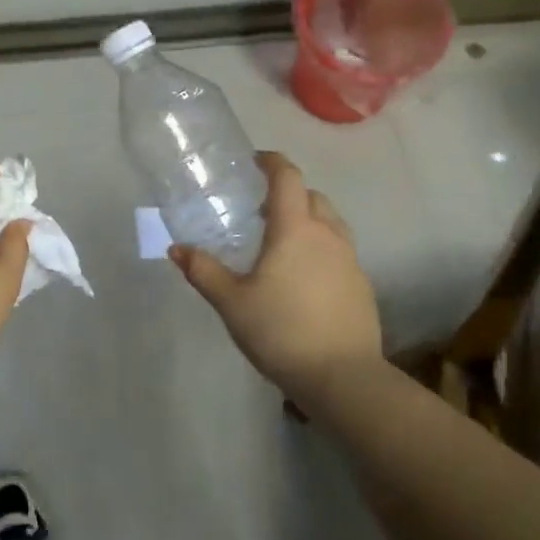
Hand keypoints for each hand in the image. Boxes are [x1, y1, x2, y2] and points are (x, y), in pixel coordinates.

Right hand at [170, 151, 382, 394]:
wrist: (343, 378)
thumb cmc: (281, 331)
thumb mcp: (231, 302)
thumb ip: (203, 271)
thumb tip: (177, 249)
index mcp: (295, 229)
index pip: (287, 178)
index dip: (271, 162)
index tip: (254, 161)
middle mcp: (328, 235)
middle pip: (312, 196)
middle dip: (288, 193)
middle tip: (259, 209)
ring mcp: (350, 261)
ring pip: (330, 223)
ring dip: (307, 220)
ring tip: (280, 242)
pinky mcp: (362, 286)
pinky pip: (339, 251)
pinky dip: (320, 248)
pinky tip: (302, 277)